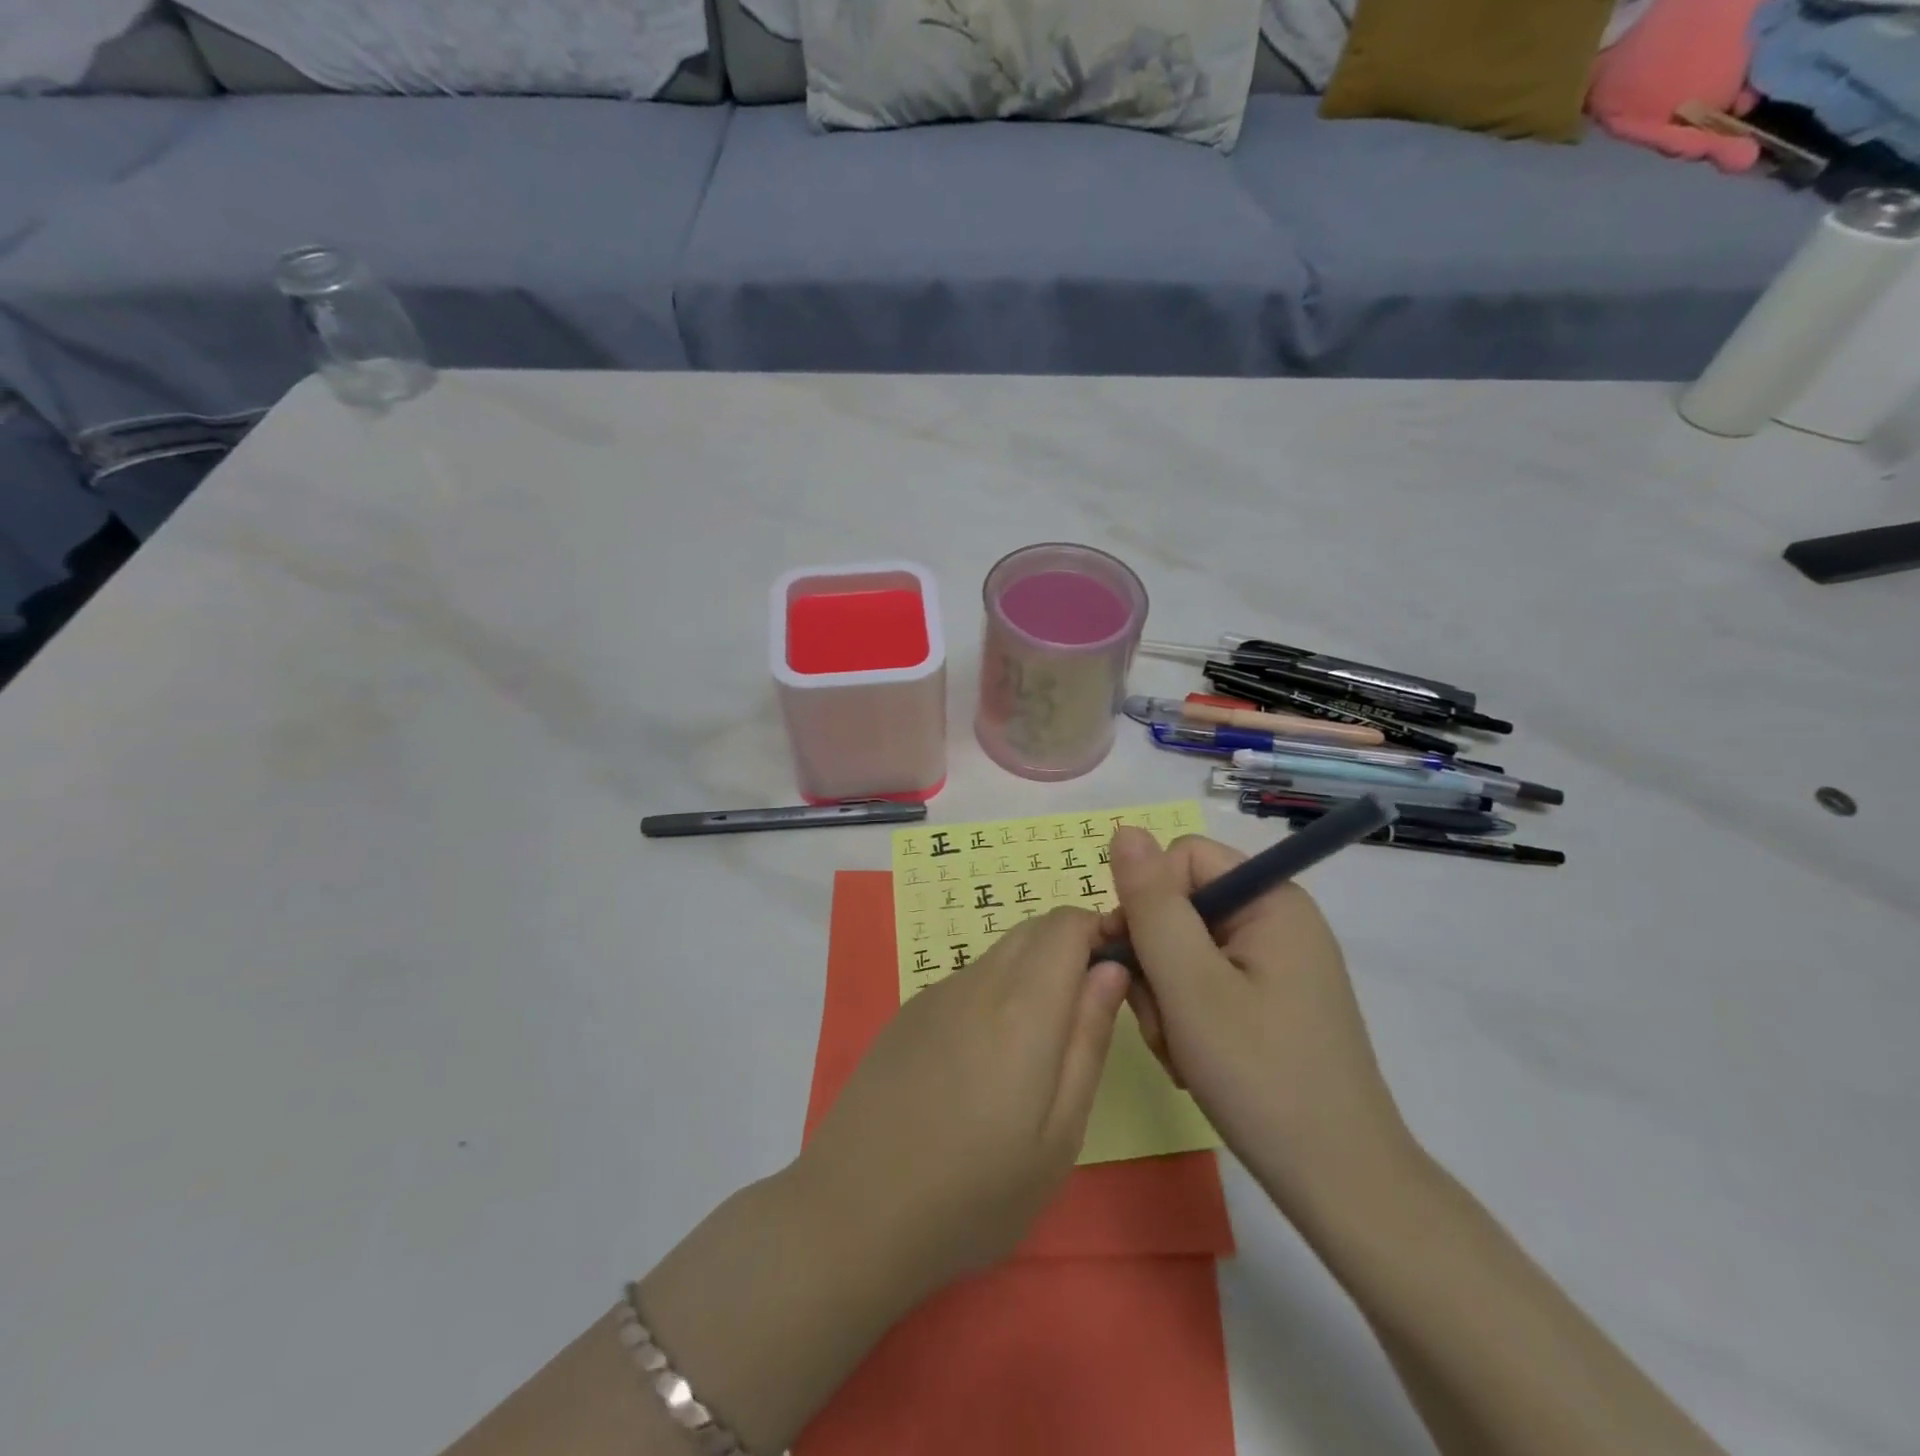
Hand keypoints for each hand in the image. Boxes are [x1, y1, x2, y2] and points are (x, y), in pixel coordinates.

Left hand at [797, 907, 1130, 1297]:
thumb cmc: (975, 1192)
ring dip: (1032, 972)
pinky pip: (967, 981)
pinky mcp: (907, 1014)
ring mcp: (935, 994)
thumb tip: (1112, 969)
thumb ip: (1088, 1040)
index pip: (1067, 924)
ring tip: (1035, 1049)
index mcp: (1022, 1006)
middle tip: (1085, 1013)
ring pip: (999, 955)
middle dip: (1070, 947)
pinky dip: (994, 994)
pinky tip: (982, 1062)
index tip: (1119, 971)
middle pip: (1033, 929)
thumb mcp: (1058, 1134)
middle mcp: (977, 981)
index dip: (1099, 931)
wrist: (854, 1212)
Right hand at [1102, 828, 1416, 1211]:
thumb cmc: (1261, 1076)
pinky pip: (1207, 983)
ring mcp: (1277, 963)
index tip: (1130, 960)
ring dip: (1166, 997)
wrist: (1341, 1187)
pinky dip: (1188, 1017)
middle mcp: (1277, 920)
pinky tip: (1194, 1061)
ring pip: (1186, 949)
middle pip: (1181, 906)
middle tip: (1162, 1022)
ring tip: (1180, 1051)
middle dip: (1154, 962)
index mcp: (1270, 900)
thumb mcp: (1190, 985)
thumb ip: (1151, 904)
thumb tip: (1124, 829)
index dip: (1145, 901)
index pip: (1181, 859)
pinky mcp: (1272, 1001)